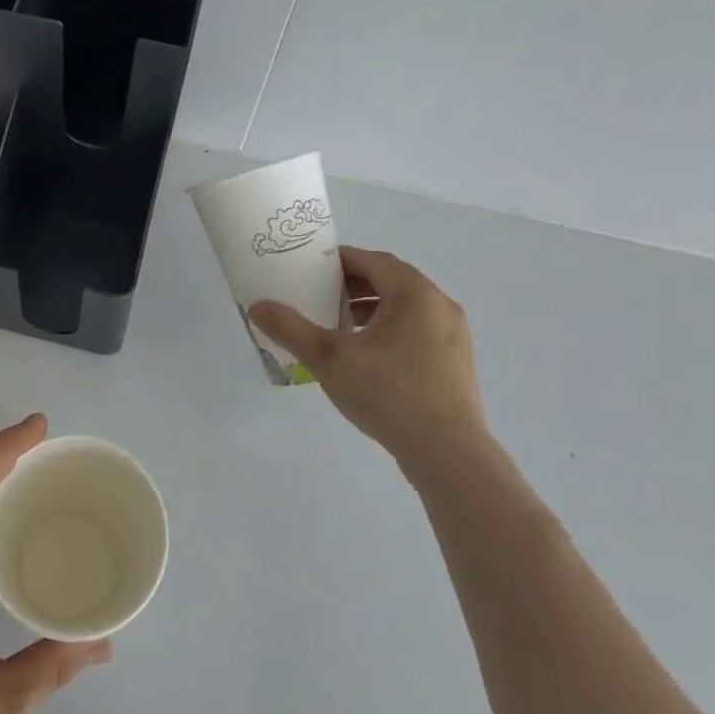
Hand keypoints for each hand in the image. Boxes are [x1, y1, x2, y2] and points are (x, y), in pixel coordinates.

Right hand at [250, 247, 487, 482]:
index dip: (341, 260)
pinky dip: (391, 329)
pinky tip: (369, 356)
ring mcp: (454, 335)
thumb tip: (257, 307)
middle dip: (355, 285)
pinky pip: (419, 330)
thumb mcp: (329, 358)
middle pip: (392, 280)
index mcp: (414, 294)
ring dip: (373, 308)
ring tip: (341, 325)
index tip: (312, 268)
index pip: (373, 260)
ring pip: (407, 307)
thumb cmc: (388, 393)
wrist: (447, 453)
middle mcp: (440, 305)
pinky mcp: (457, 362)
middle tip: (321, 296)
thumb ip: (291, 329)